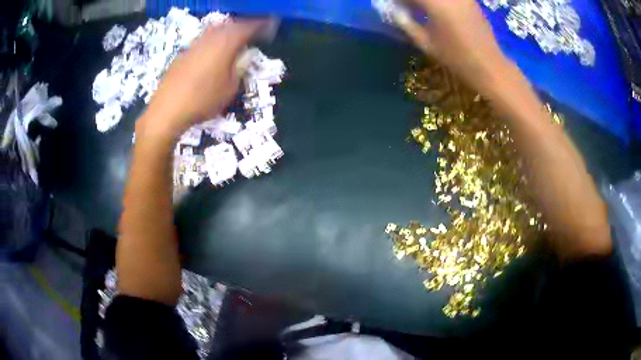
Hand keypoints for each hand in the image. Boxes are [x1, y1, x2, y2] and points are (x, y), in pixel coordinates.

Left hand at [140, 19, 267, 136]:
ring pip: (215, 30)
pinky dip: (213, 41)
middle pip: (230, 25)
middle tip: (253, 31)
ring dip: (227, 31)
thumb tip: (242, 59)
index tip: (270, 25)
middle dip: (243, 26)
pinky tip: (213, 51)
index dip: (261, 25)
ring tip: (234, 39)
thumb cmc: (203, 100)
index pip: (247, 28)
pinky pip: (203, 40)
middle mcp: (210, 39)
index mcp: (225, 44)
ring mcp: (194, 45)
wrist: (168, 110)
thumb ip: (239, 70)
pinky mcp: (183, 54)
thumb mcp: (230, 88)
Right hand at [396, 0, 514, 94]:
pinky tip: (436, 9)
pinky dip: (439, 2)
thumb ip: (405, 23)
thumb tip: (393, 10)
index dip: (399, 0)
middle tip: (406, 8)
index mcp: (435, 3)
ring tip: (420, 9)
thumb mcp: (425, 42)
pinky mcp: (470, 0)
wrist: (489, 65)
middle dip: (412, 1)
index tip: (394, 5)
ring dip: (425, 2)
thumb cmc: (456, 57)